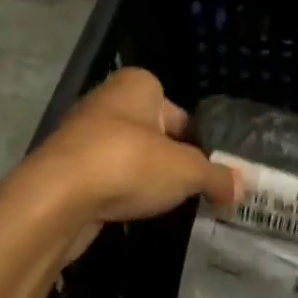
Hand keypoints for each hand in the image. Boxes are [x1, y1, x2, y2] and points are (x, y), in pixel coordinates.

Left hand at [18, 69, 236, 253]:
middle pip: (151, 133)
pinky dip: (116, 193)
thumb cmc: (130, 163)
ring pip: (125, 156)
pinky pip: (103, 178)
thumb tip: (240, 188)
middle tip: (188, 188)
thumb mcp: (187, 171)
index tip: (204, 169)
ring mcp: (81, 134)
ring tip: (160, 204)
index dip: (194, 140)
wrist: (57, 198)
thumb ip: (216, 177)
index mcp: (137, 85)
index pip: (177, 111)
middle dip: (168, 160)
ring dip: (141, 177)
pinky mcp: (64, 168)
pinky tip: (128, 212)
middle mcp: (107, 101)